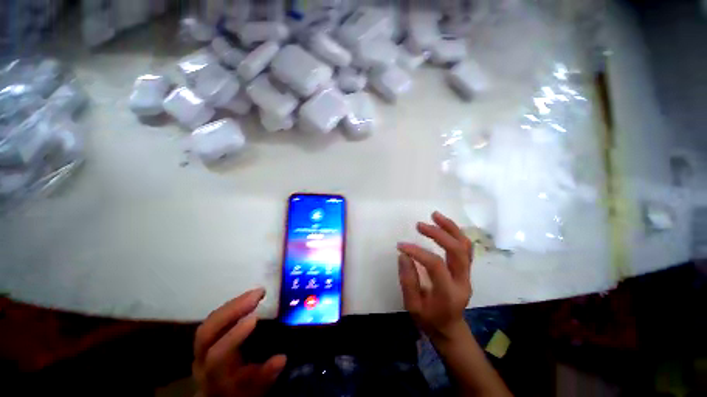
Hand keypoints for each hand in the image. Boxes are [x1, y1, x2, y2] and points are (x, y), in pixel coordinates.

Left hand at [193, 288, 286, 396]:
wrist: (222, 393)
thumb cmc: (241, 391)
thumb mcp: (255, 389)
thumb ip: (265, 376)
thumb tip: (281, 358)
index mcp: (214, 376)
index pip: (216, 357)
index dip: (233, 338)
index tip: (254, 319)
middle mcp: (202, 360)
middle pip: (206, 333)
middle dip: (232, 311)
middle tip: (257, 295)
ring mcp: (202, 347)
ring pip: (210, 321)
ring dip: (234, 304)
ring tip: (256, 293)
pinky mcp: (208, 336)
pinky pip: (217, 317)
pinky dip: (232, 305)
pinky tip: (247, 298)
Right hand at [397, 212, 472, 341]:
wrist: (450, 328)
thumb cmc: (429, 319)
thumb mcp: (412, 305)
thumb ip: (408, 280)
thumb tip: (404, 255)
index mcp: (448, 293)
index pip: (435, 265)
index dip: (417, 252)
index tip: (401, 245)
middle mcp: (462, 281)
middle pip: (457, 250)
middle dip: (438, 234)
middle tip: (420, 225)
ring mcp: (467, 274)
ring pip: (465, 246)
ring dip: (451, 228)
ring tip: (435, 215)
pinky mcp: (466, 270)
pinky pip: (465, 247)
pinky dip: (455, 233)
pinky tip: (444, 224)